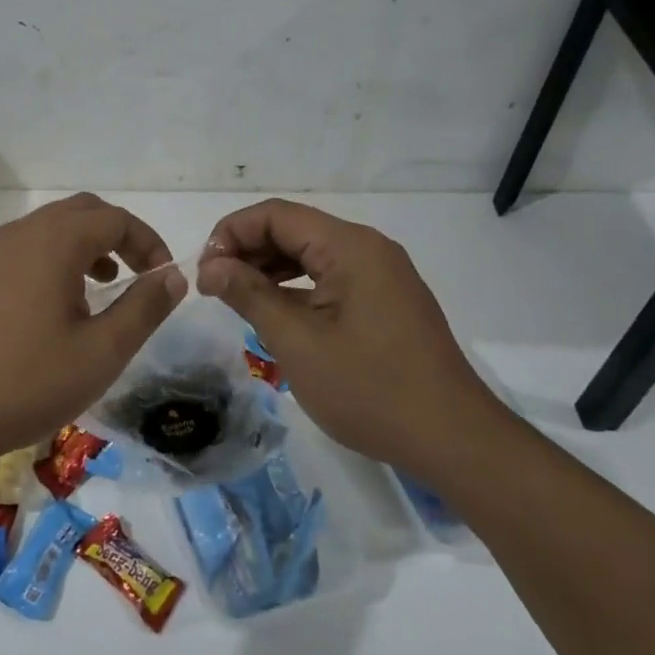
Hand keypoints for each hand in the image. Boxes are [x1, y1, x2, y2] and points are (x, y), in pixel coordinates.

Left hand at [0, 194, 185, 479]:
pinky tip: (51, 314)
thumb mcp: (102, 353)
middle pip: (79, 213)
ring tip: (98, 294)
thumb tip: (173, 275)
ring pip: (47, 232)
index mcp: (53, 242)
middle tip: (136, 276)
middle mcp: (18, 235)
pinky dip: (50, 264)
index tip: (163, 278)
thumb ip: (144, 308)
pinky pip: (20, 254)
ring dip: (82, 250)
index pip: (115, 218)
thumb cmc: (26, 383)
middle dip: (116, 237)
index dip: (148, 242)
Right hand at [197, 199, 514, 483]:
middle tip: (212, 288)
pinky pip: (330, 279)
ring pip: (311, 255)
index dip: (231, 234)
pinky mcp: (386, 301)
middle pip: (294, 230)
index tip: (203, 272)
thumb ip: (249, 294)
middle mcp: (368, 249)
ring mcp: (382, 275)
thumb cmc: (369, 390)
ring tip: (235, 299)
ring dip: (269, 270)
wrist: (451, 439)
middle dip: (247, 251)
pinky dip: (296, 288)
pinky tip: (274, 313)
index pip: (276, 215)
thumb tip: (210, 265)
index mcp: (350, 247)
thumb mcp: (297, 342)